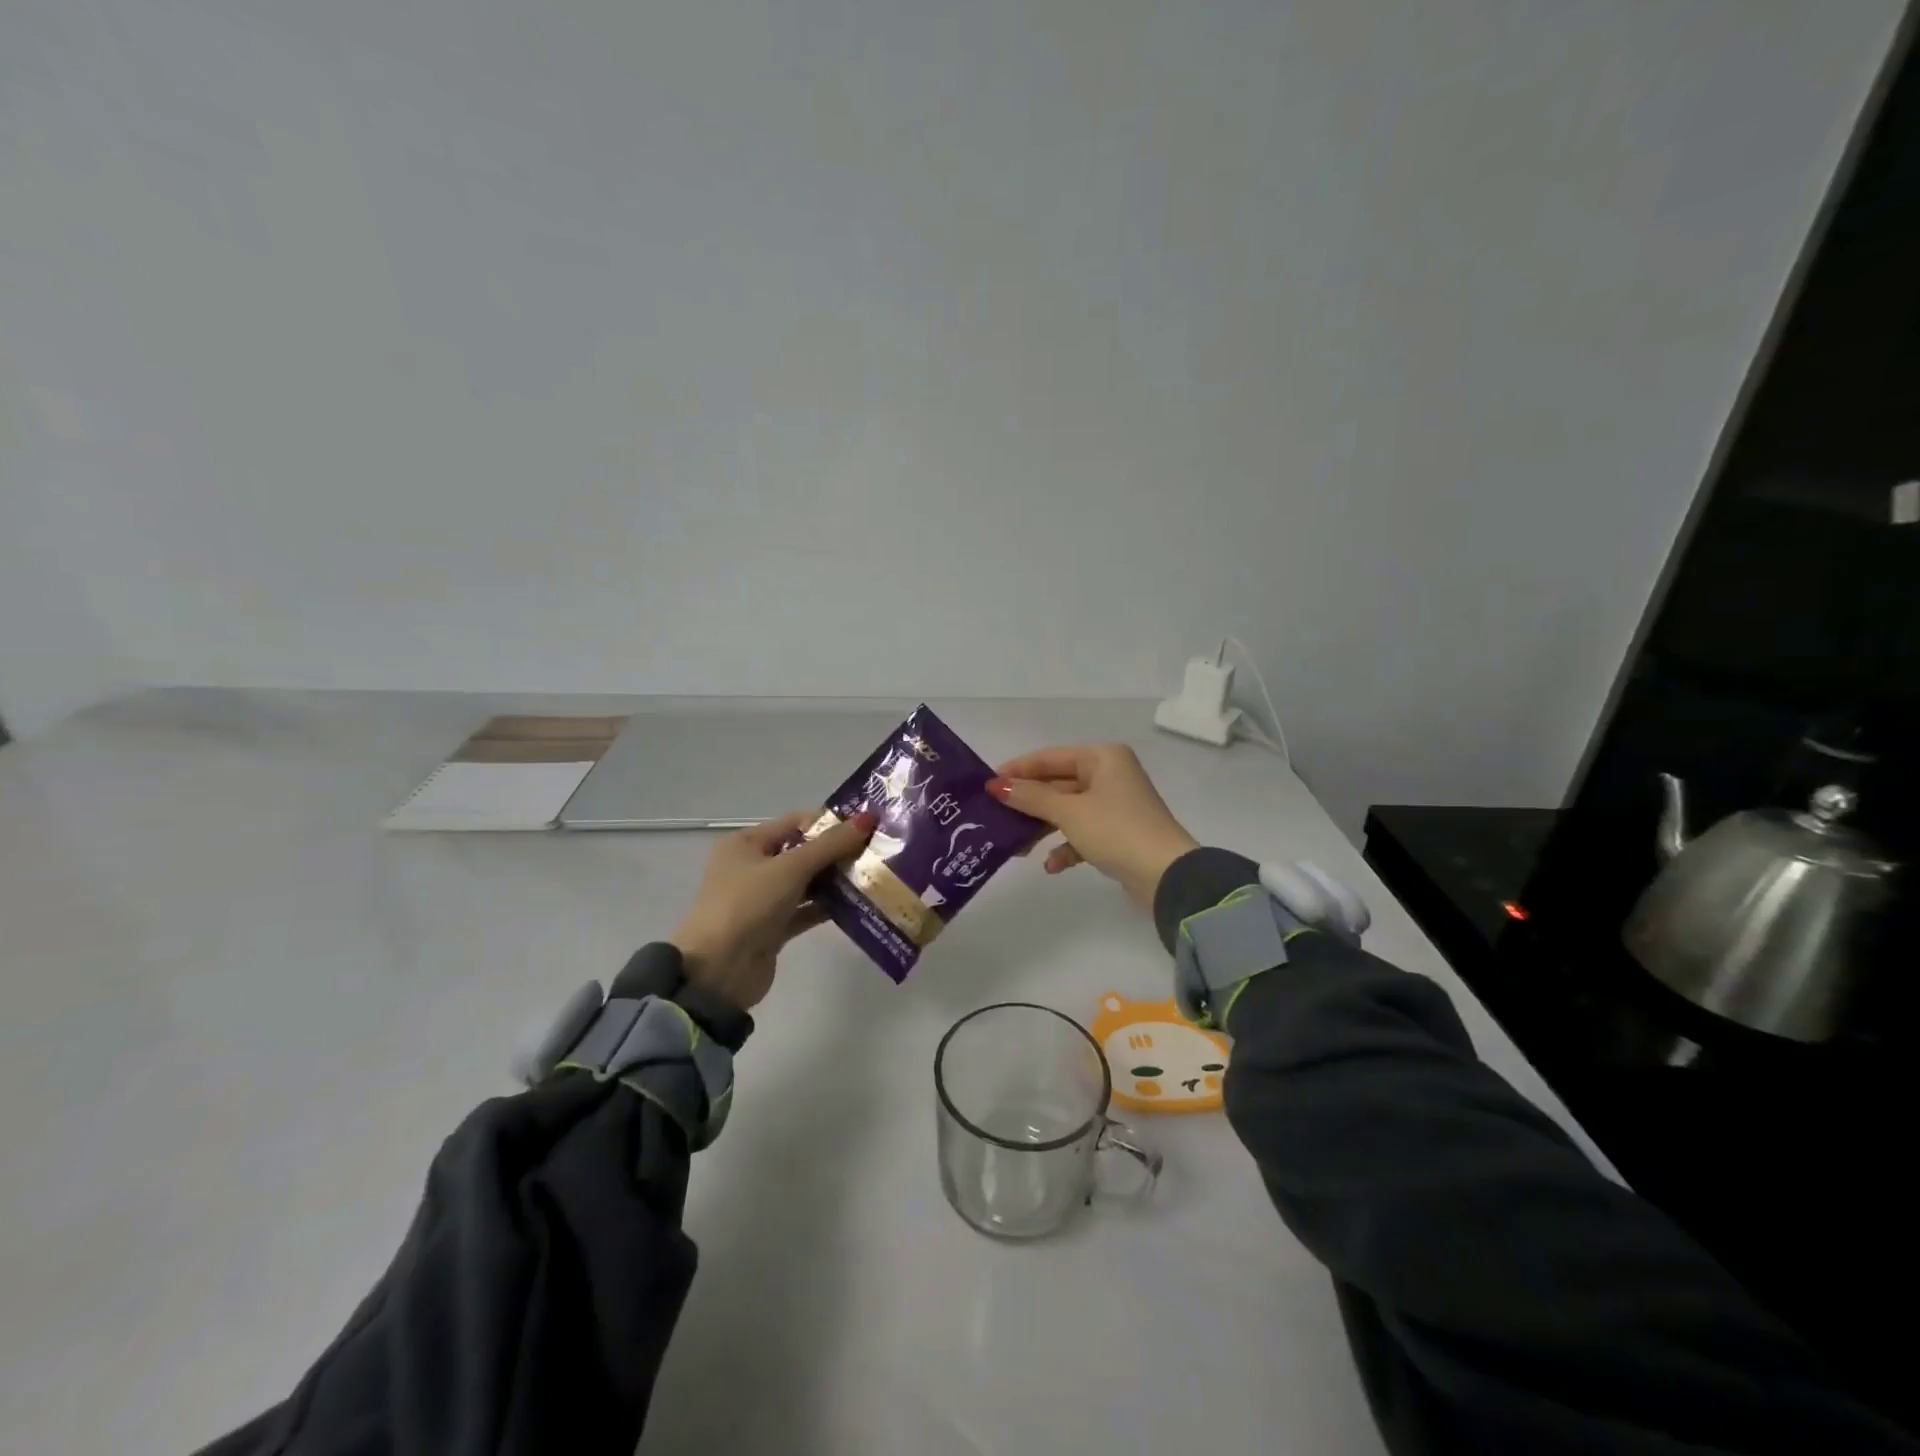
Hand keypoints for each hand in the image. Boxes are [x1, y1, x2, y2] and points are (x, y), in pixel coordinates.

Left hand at [671, 809, 876, 1010]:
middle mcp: (752, 867)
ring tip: (872, 877)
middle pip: (802, 852)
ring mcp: (762, 900)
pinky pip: (805, 910)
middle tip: (875, 854)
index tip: (866, 829)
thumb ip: (830, 845)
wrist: (718, 972)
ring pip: (806, 883)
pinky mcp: (773, 928)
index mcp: (746, 843)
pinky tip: (857, 905)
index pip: (795, 822)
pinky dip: (827, 907)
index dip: (829, 823)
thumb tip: (867, 818)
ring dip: (835, 881)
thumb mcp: (790, 869)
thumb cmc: (748, 905)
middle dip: (837, 853)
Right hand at [988, 745, 1198, 907]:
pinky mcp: (1118, 833)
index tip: (987, 785)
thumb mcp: (1068, 812)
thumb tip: (996, 786)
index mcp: (1103, 758)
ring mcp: (1115, 805)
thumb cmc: (1116, 830)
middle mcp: (1110, 775)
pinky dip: (1066, 846)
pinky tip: (1053, 866)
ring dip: (1043, 828)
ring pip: (1067, 810)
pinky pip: (1082, 832)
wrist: (1166, 875)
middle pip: (1057, 784)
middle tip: (995, 817)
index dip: (1017, 770)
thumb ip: (1030, 797)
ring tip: (1017, 846)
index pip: (1049, 758)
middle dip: (1028, 804)